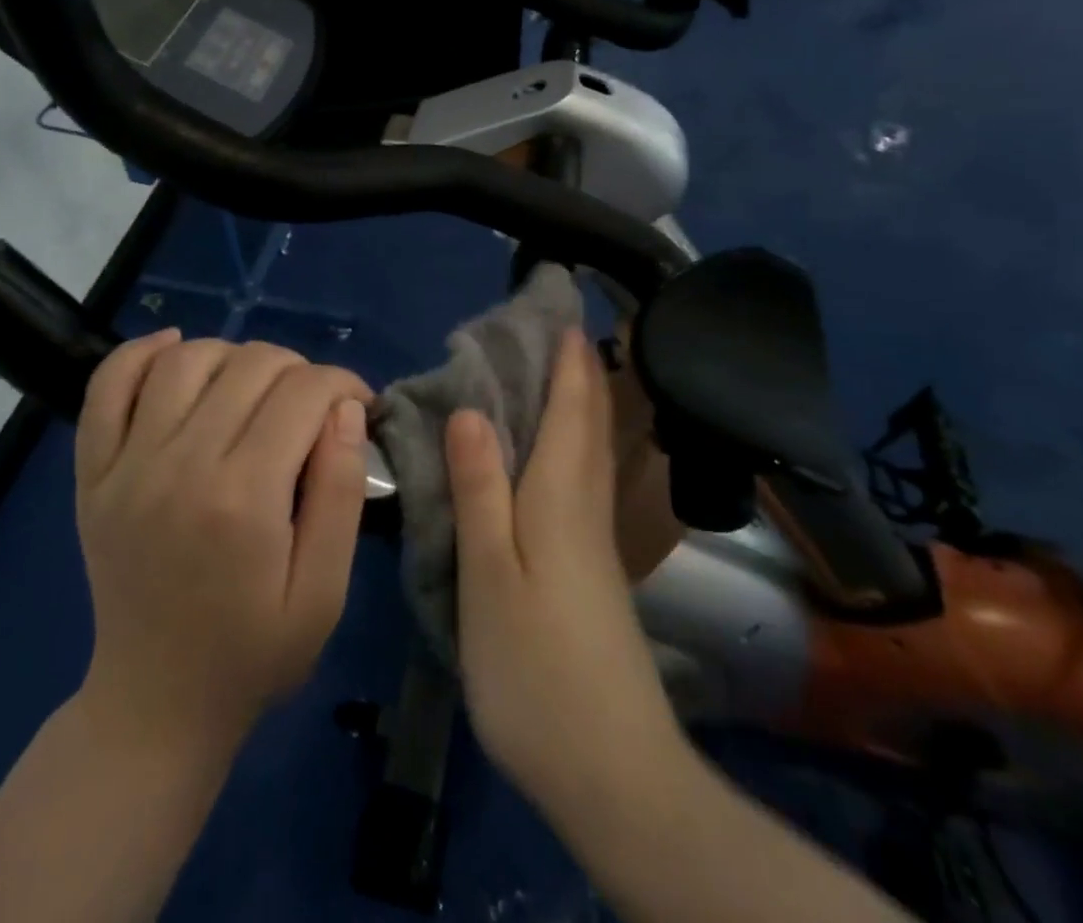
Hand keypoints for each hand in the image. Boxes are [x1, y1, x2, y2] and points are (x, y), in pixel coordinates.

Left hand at [74, 332, 370, 753]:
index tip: (358, 404)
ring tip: (256, 388)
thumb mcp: (324, 592)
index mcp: (243, 498)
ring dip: (235, 356)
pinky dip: (142, 353)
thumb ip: (341, 493)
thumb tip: (347, 408)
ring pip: (187, 358)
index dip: (343, 384)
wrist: (155, 703)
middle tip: (314, 406)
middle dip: (300, 370)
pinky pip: (107, 384)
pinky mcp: (92, 471)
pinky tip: (177, 352)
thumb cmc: (254, 652)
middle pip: (251, 364)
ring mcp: (126, 464)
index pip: (303, 392)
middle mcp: (179, 465)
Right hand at [445, 328, 681, 808]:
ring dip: (582, 405)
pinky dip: (573, 447)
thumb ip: (479, 492)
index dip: (569, 359)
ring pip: (592, 453)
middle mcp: (586, 508)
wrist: (611, 770)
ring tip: (559, 373)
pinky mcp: (593, 571)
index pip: (571, 409)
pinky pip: (583, 482)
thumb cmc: (536, 669)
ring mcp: (595, 543)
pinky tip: (553, 456)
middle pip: (590, 425)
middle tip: (560, 329)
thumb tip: (471, 411)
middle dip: (581, 372)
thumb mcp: (489, 578)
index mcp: (561, 498)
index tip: (562, 311)